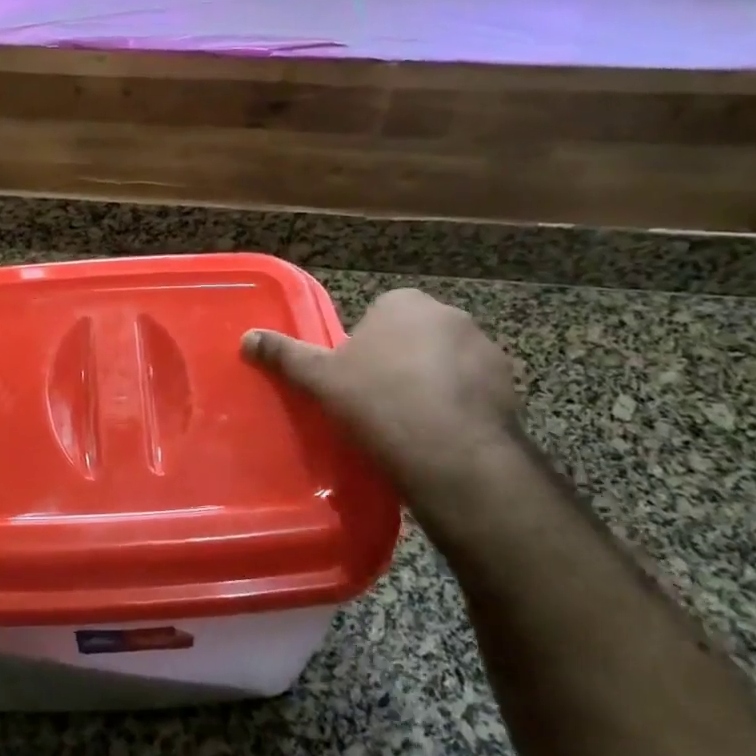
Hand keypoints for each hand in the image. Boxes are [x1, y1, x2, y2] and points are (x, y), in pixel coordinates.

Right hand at [243, 289, 522, 531]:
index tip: (356, 381)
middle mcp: (448, 314)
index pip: (378, 316)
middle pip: (414, 337)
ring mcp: (485, 348)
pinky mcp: (509, 384)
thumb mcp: (321, 379)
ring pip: (447, 363)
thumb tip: (246, 337)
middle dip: (401, 362)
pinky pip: (474, 390)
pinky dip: (461, 405)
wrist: (450, 452)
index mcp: (402, 303)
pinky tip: (443, 435)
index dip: (365, 349)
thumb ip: (285, 354)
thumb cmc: (377, 402)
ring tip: (413, 424)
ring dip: (434, 383)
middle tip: (379, 402)